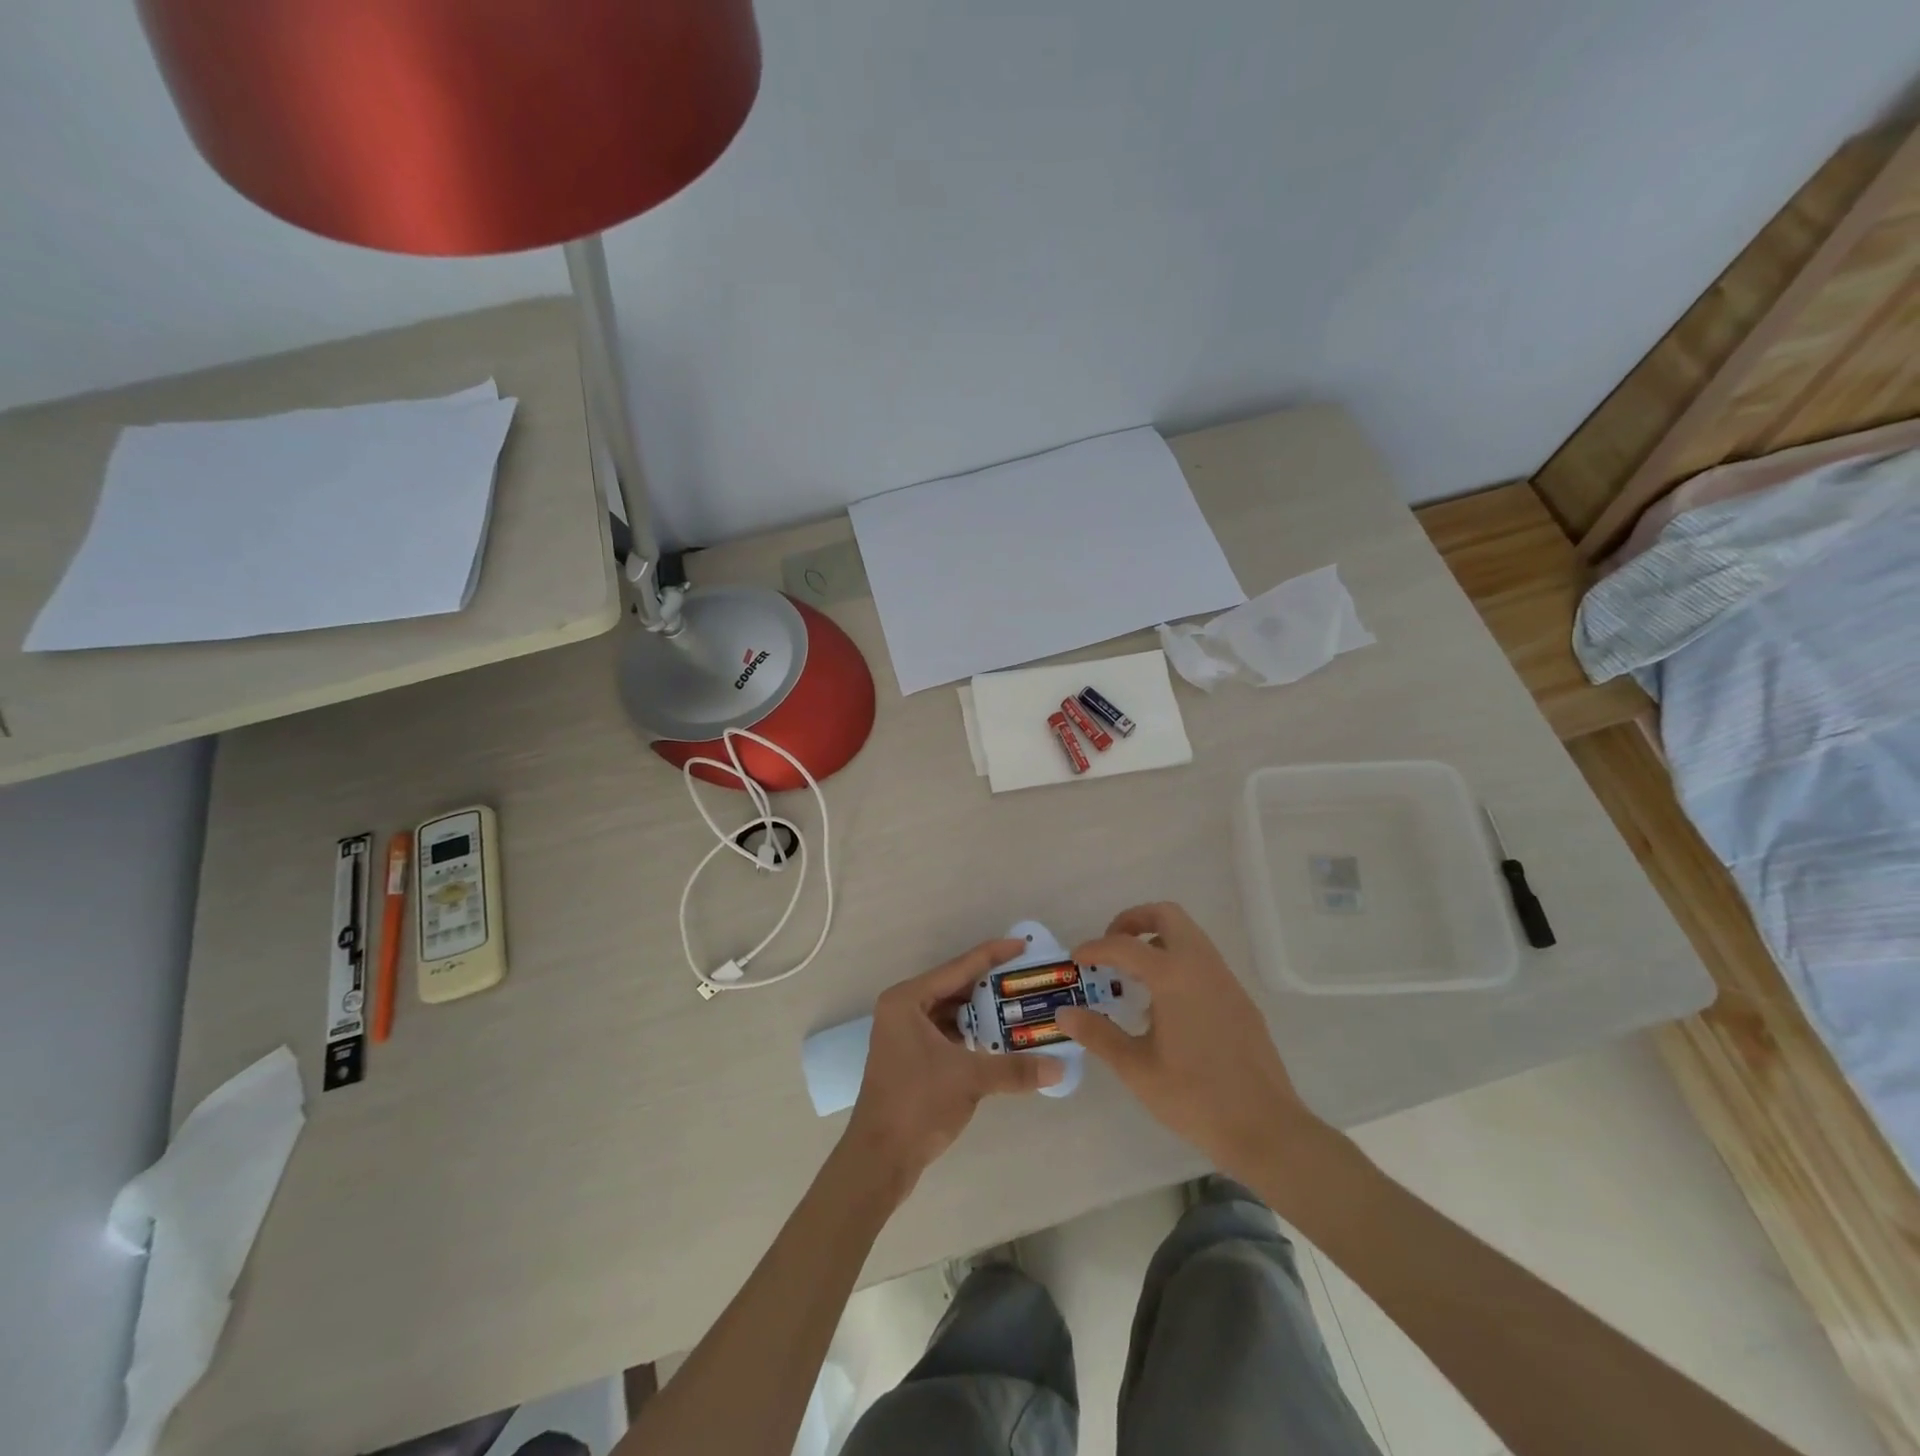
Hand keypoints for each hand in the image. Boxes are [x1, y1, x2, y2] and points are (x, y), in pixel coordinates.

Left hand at [843, 938, 1062, 1195]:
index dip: (992, 956)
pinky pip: (948, 1032)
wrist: (880, 1159)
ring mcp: (905, 1033)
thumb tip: (1060, 1068)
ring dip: (983, 1012)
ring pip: (953, 1011)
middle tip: (1028, 980)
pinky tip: (999, 1038)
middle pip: (956, 987)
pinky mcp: (911, 1056)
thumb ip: (1015, 1068)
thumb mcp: (969, 1079)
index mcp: (908, 1000)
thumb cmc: (918, 1104)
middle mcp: (903, 1008)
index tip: (1023, 946)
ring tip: (1021, 1008)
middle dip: (991, 986)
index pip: (958, 968)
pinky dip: (972, 1033)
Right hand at [1057, 902, 1322, 1180]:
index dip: (1095, 948)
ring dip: (1157, 941)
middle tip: (1111, 950)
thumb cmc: (1195, 1097)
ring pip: (1189, 935)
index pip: (1124, 945)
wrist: (1266, 1128)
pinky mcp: (1239, 999)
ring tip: (1133, 977)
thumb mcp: (1136, 1068)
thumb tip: (1064, 1013)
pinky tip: (1165, 1004)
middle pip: (1166, 916)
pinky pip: (1203, 961)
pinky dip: (1178, 962)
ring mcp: (1225, 980)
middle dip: (1133, 922)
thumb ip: (1098, 1034)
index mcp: (1173, 976)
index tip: (1076, 960)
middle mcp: (1201, 965)